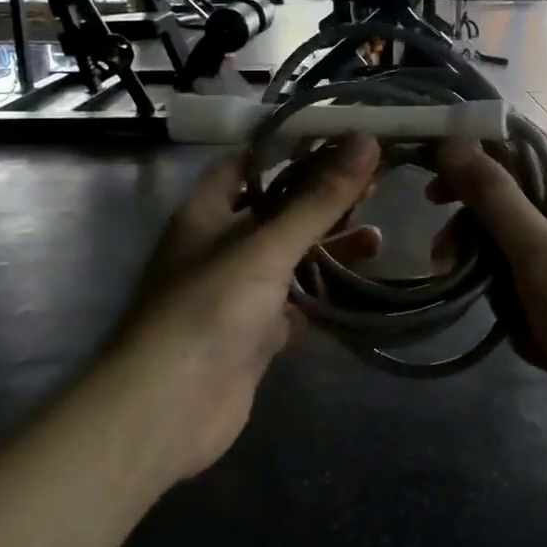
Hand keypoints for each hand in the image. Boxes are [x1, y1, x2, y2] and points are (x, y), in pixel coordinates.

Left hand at [102, 135, 383, 479]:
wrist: (168, 408)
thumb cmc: (210, 309)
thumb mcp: (267, 246)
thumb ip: (318, 198)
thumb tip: (365, 140)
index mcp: (207, 212)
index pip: (250, 162)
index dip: (293, 146)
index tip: (343, 137)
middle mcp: (219, 246)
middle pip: (277, 210)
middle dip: (322, 199)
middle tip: (374, 185)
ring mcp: (236, 292)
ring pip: (289, 259)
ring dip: (328, 248)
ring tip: (377, 238)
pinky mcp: (253, 333)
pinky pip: (293, 304)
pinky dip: (322, 296)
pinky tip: (360, 288)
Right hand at [430, 139, 546, 465]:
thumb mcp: (539, 254)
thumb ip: (493, 196)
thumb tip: (453, 140)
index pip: (519, 154)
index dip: (472, 165)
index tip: (431, 196)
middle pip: (512, 208)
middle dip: (479, 238)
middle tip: (443, 262)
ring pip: (516, 255)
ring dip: (501, 285)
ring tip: (508, 319)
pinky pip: (533, 291)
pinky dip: (526, 314)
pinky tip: (537, 342)